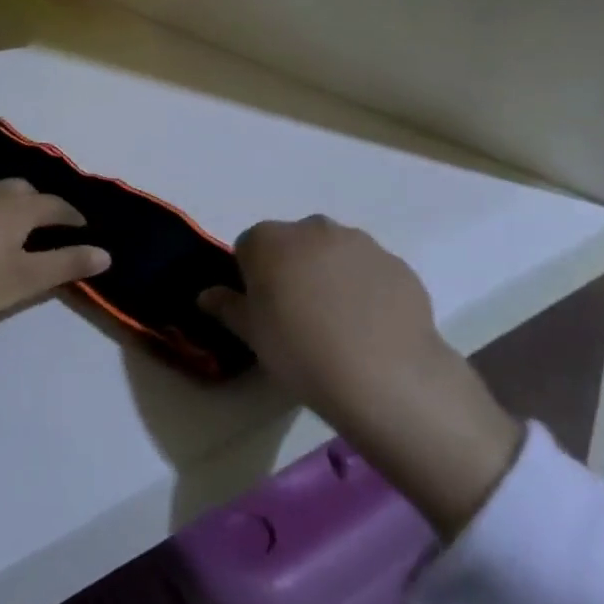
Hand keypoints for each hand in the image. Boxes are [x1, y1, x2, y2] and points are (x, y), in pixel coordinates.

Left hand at [0, 180, 111, 325]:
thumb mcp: (25, 279)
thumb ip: (66, 264)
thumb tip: (106, 253)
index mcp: (19, 206)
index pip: (56, 205)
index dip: (74, 217)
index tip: (85, 230)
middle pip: (27, 191)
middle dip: (44, 206)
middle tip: (51, 229)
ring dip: (16, 206)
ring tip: (18, 231)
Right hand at [201, 216, 521, 535]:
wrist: (385, 374)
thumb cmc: (300, 351)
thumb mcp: (252, 335)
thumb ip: (227, 307)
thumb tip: (206, 295)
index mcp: (269, 240)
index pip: (248, 248)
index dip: (252, 278)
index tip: (263, 311)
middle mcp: (313, 228)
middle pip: (293, 244)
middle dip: (293, 269)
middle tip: (300, 317)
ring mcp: (359, 242)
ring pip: (334, 254)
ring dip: (330, 276)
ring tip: (340, 325)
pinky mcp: (396, 263)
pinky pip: (370, 272)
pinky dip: (366, 290)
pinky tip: (371, 328)